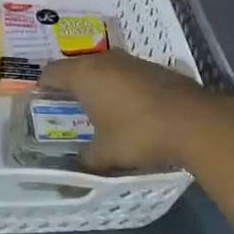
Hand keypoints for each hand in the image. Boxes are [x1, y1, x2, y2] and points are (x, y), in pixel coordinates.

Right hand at [38, 50, 227, 174]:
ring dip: (97, 84)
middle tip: (65, 106)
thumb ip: (85, 160)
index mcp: (84, 75)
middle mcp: (104, 60)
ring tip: (95, 107)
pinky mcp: (153, 68)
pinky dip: (119, 86)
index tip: (40, 101)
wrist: (193, 121)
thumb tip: (73, 173)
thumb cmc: (138, 133)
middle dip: (70, 84)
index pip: (51, 72)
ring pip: (103, 68)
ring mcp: (131, 61)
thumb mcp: (106, 154)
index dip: (43, 86)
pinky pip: (125, 73)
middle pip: (77, 67)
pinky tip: (126, 107)